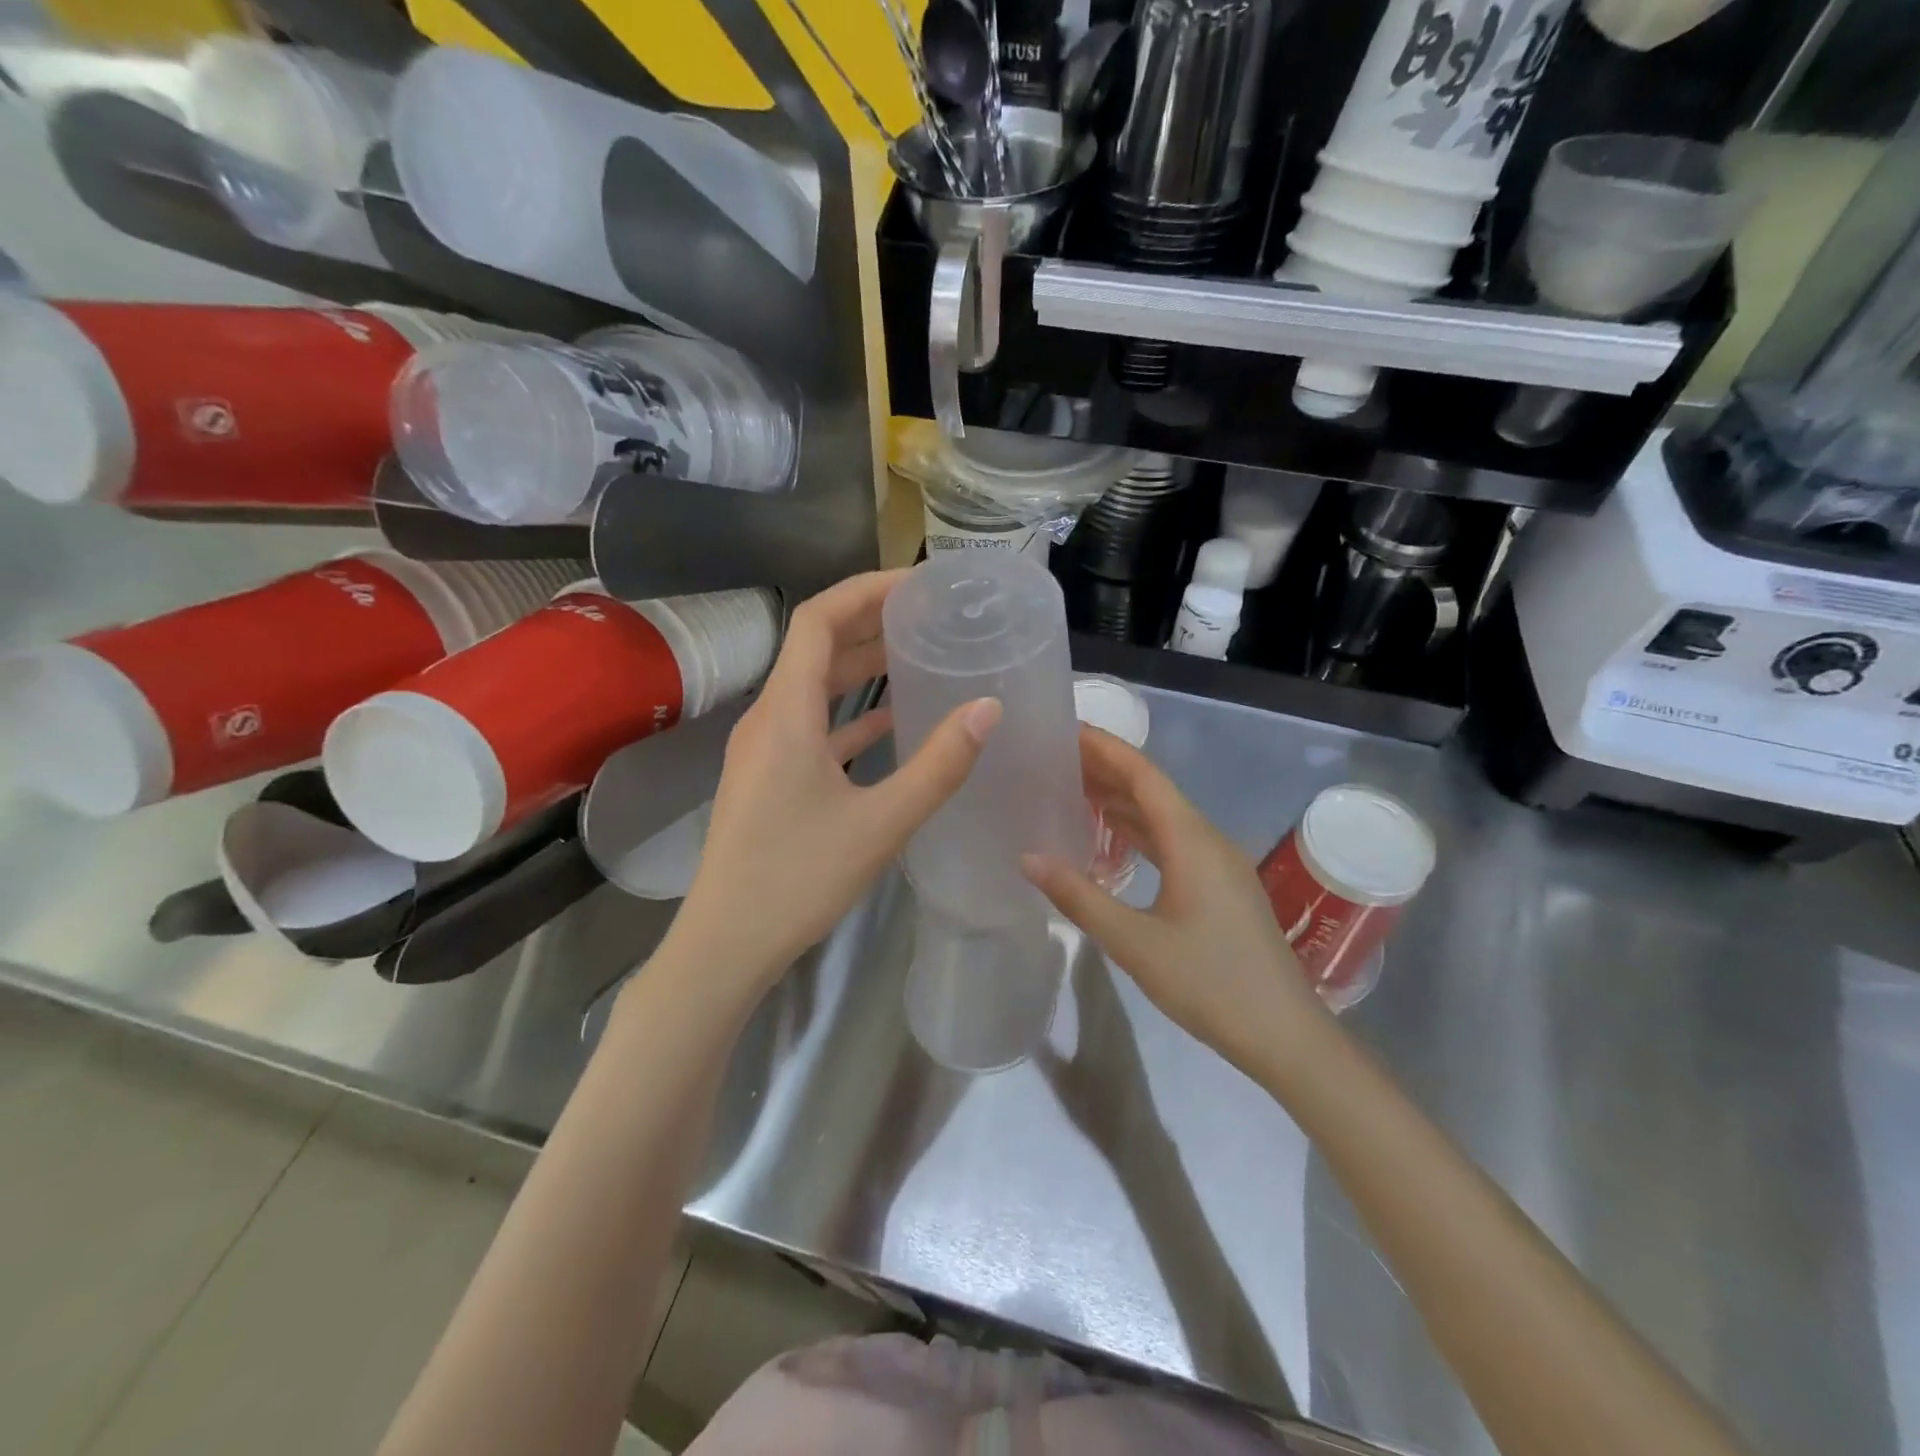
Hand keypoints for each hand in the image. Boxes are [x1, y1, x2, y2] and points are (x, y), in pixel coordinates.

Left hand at [666, 570, 1000, 995]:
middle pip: (816, 647)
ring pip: (814, 687)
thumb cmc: (799, 879)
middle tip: (928, 614)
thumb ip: (938, 765)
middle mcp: (769, 718)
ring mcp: (765, 749)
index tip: (917, 583)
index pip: (817, 619)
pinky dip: (850, 714)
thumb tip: (988, 708)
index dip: (865, 590)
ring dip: (860, 666)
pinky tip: (890, 721)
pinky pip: (813, 726)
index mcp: (786, 713)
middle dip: (869, 622)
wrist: (727, 944)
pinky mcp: (770, 778)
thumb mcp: (881, 822)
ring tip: (916, 653)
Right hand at [1023, 727, 1324, 1075]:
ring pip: (1163, 815)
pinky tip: (1110, 838)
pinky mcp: (1219, 886)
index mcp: (1192, 840)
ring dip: (1121, 799)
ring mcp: (1218, 863)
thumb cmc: (1210, 984)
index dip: (1105, 748)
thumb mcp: (1135, 942)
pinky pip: (1172, 840)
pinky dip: (1137, 830)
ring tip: (1072, 788)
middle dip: (1107, 769)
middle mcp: (1208, 839)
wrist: (1285, 1035)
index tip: (1065, 729)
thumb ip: (1079, 897)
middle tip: (1056, 757)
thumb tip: (1028, 858)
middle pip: (1153, 789)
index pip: (1143, 775)